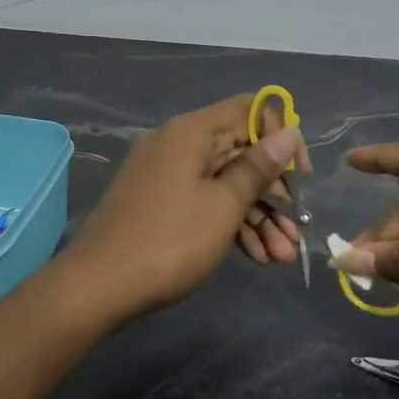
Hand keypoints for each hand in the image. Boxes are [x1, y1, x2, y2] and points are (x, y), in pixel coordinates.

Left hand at [64, 95, 308, 324]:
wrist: (98, 287)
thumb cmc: (170, 240)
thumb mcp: (224, 205)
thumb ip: (259, 167)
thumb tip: (290, 131)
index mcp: (192, 132)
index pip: (250, 110)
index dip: (282, 137)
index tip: (300, 176)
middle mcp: (178, 145)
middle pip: (241, 153)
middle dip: (274, 193)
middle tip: (297, 230)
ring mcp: (167, 176)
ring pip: (225, 185)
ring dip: (258, 218)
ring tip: (282, 257)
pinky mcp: (160, 204)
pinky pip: (204, 203)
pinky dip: (230, 225)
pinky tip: (257, 258)